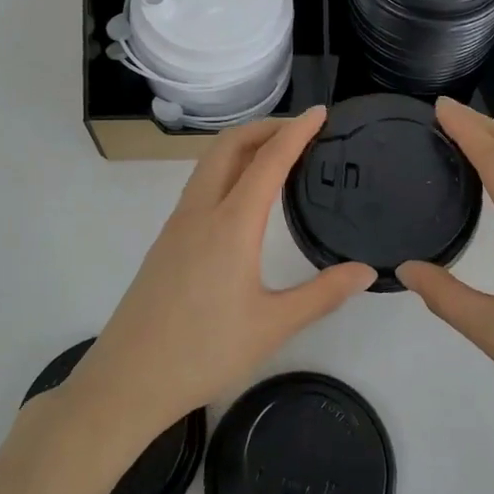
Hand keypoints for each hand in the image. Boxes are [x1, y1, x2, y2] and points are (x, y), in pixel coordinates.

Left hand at [62, 109, 376, 443]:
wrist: (127, 380)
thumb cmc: (203, 352)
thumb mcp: (273, 327)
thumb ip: (323, 294)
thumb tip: (366, 270)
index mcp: (231, 225)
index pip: (268, 160)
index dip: (296, 131)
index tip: (320, 112)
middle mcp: (201, 212)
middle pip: (229, 146)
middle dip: (265, 127)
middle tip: (301, 130)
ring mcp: (178, 224)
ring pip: (210, 163)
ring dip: (243, 146)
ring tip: (276, 154)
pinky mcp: (167, 241)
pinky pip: (200, 185)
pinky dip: (227, 168)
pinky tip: (242, 196)